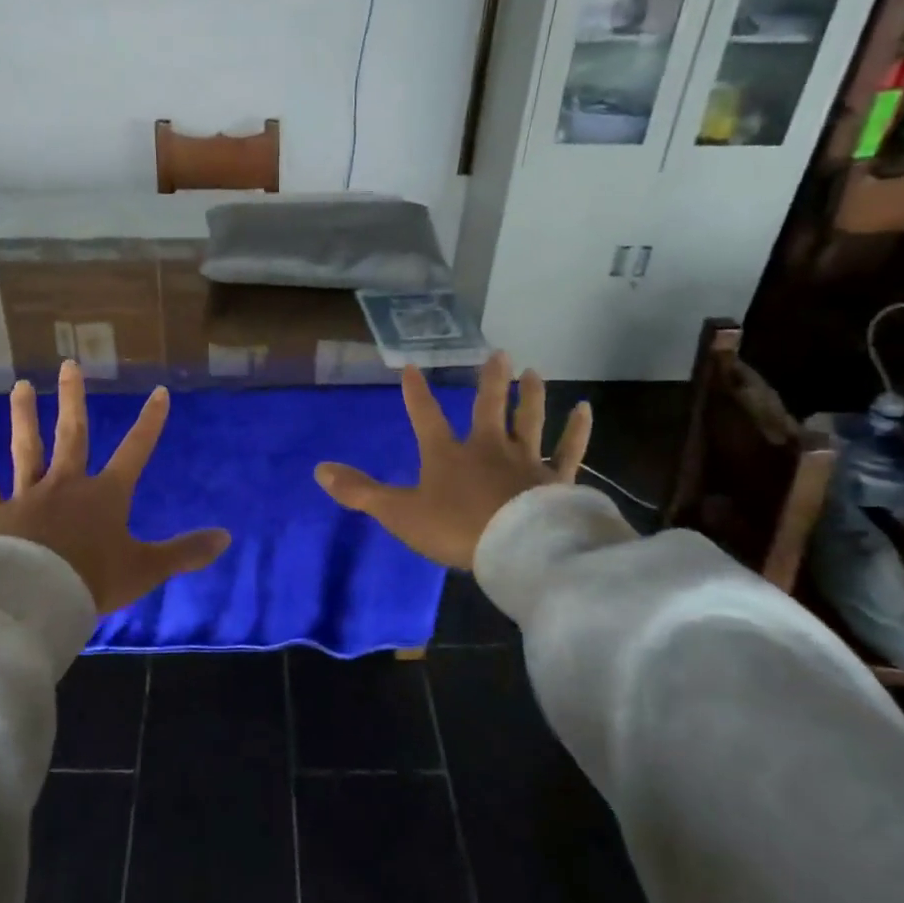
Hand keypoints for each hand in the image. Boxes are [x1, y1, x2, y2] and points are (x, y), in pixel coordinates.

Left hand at [0, 360, 231, 613]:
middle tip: (69, 365)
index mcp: (105, 495)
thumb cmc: (92, 582)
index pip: (135, 451)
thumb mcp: (146, 569)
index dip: (150, 422)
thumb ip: (185, 552)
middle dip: (73, 399)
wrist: (33, 600)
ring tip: (21, 386)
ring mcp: (27, 495)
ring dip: (24, 416)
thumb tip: (227, 537)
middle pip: (72, 434)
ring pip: (26, 448)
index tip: (159, 392)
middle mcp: (66, 484)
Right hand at [314, 353, 590, 568]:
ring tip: (533, 370)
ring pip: (530, 419)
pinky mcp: (555, 479)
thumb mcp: (399, 513)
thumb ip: (360, 492)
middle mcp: (488, 447)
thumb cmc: (455, 529)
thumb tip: (319, 469)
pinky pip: (568, 449)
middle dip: (490, 381)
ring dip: (531, 394)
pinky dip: (576, 429)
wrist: (515, 549)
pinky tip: (584, 409)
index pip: (425, 416)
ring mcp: (525, 461)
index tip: (412, 366)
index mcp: (447, 454)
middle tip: (498, 353)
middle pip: (489, 407)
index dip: (416, 393)